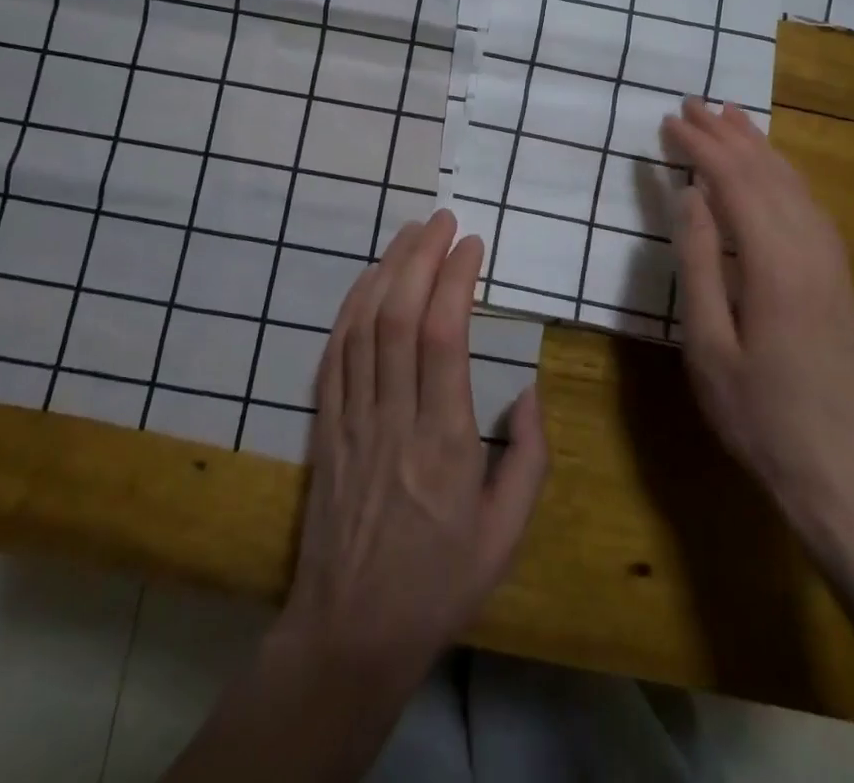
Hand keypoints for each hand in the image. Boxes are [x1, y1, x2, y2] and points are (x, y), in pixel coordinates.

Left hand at [277, 210, 547, 688]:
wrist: (350, 632)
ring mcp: (352, 420)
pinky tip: (367, 280)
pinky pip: (334, 354)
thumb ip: (528, 457)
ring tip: (410, 233)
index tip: (472, 245)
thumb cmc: (439, 583)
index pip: (443, 338)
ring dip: (386, 270)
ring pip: (363, 326)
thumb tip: (528, 389)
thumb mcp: (507, 534)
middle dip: (421, 257)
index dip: (455, 280)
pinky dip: (350, 308)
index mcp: (445, 442)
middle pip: (399, 317)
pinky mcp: (325, 427)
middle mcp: (394, 419)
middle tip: (442, 220)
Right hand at [663, 100, 853, 543]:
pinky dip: (784, 175)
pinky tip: (771, 170)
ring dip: (760, 147)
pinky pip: (810, 206)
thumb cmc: (756, 413)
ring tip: (731, 117)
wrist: (836, 470)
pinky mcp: (839, 278)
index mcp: (775, 265)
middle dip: (728, 135)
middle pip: (768, 174)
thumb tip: (690, 196)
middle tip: (693, 104)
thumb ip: (697, 265)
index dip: (701, 148)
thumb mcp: (706, 345)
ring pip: (794, 185)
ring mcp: (832, 263)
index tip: (670, 122)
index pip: (734, 184)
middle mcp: (811, 251)